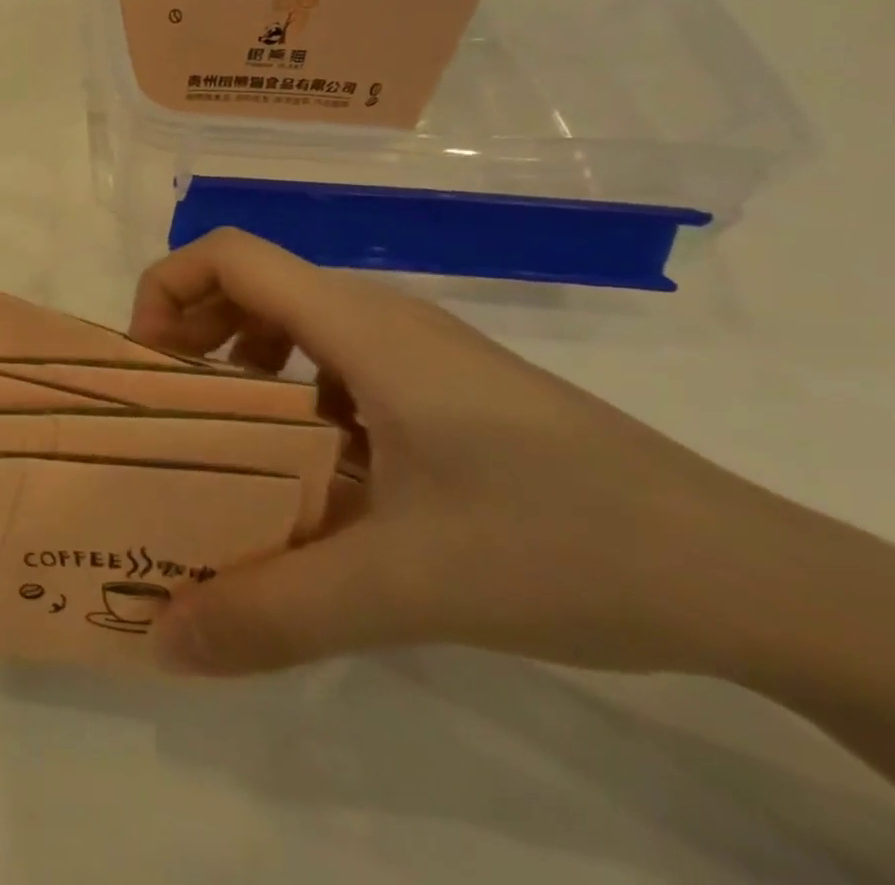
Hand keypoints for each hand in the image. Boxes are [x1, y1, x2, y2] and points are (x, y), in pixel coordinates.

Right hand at [129, 228, 783, 677]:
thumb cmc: (562, 543)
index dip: (167, 289)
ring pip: (295, 322)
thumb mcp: (404, 585)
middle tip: (170, 408)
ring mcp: (417, 349)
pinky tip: (315, 470)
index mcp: (360, 326)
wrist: (744, 573)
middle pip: (253, 283)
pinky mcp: (443, 385)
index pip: (230, 255)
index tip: (149, 367)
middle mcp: (381, 317)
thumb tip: (165, 638)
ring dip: (241, 363)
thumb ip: (274, 612)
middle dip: (190, 331)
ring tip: (228, 438)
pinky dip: (294, 394)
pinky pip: (338, 362)